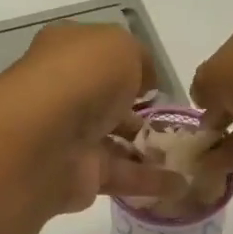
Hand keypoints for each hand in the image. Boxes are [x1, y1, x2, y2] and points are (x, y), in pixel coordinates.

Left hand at [0, 22, 183, 215]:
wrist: (44, 141)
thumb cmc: (82, 79)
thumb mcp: (121, 48)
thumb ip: (140, 60)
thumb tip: (146, 84)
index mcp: (67, 53)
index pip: (101, 58)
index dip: (132, 69)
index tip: (159, 86)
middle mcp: (65, 94)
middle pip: (108, 103)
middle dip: (141, 114)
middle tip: (177, 126)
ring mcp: (71, 138)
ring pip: (117, 142)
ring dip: (150, 151)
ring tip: (188, 158)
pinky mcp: (80, 176)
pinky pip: (121, 177)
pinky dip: (150, 182)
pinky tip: (181, 185)